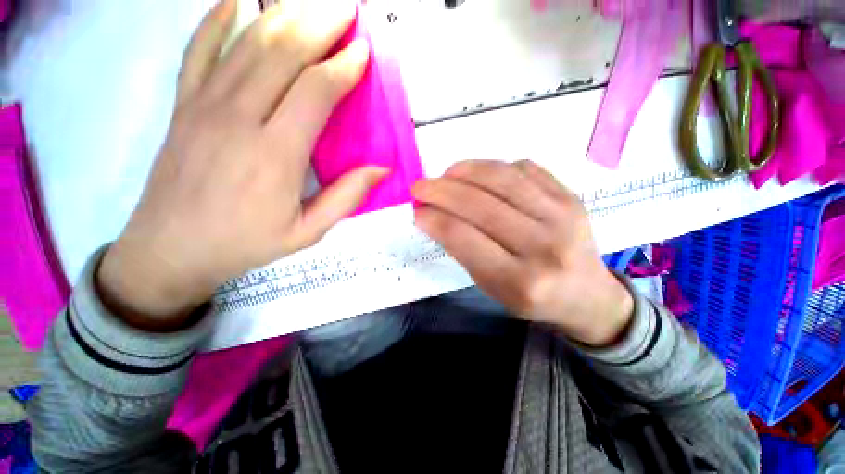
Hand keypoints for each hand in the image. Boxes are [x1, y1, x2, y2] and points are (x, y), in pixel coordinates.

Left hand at [98, 0, 385, 330]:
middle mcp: (239, 118)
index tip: (363, 52)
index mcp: (276, 154)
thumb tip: (381, 169)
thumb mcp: (308, 231)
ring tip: (310, 3)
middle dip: (319, 25)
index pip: (315, 91)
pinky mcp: (183, 106)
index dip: (343, 67)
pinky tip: (235, 1)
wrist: (171, 250)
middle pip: (283, 52)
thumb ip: (346, 198)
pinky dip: (217, 19)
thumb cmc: (245, 244)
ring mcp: (205, 106)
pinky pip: (198, 49)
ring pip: (247, 43)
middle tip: (345, 9)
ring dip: (283, 15)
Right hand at [412, 160, 633, 346]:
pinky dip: (495, 167)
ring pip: (503, 180)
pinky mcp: (571, 197)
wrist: (587, 293)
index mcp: (519, 282)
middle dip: (442, 191)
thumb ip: (464, 251)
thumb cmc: (531, 296)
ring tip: (446, 174)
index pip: (465, 238)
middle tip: (421, 186)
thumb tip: (434, 215)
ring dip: (466, 171)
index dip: (435, 219)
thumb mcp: (492, 287)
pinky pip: (526, 169)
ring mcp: (562, 217)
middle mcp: (543, 247)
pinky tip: (480, 174)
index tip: (417, 210)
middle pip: (481, 206)